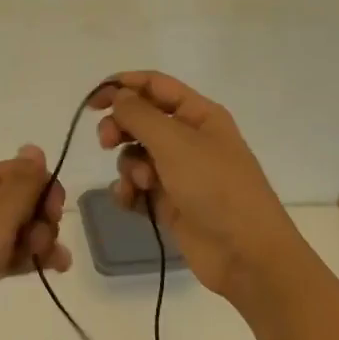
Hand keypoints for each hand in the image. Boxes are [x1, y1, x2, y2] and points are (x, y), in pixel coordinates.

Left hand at [0, 146, 70, 339]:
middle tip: (40, 247)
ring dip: (38, 241)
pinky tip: (47, 270)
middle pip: (21, 199)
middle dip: (41, 220)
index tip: (53, 219)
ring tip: (49, 265)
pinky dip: (25, 257)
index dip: (44, 191)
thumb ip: (19, 187)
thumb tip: (35, 147)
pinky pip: (5, 250)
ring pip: (16, 227)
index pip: (21, 172)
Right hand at [90, 71, 297, 303]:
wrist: (246, 254)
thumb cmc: (215, 187)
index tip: (93, 101)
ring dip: (128, 165)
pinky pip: (138, 186)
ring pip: (136, 155)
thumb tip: (117, 95)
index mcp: (198, 114)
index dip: (122, 86)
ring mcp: (180, 172)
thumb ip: (139, 114)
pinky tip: (130, 201)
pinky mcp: (170, 202)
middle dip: (120, 128)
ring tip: (140, 184)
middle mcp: (189, 138)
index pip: (154, 85)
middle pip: (141, 119)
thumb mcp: (175, 142)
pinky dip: (129, 191)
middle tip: (106, 143)